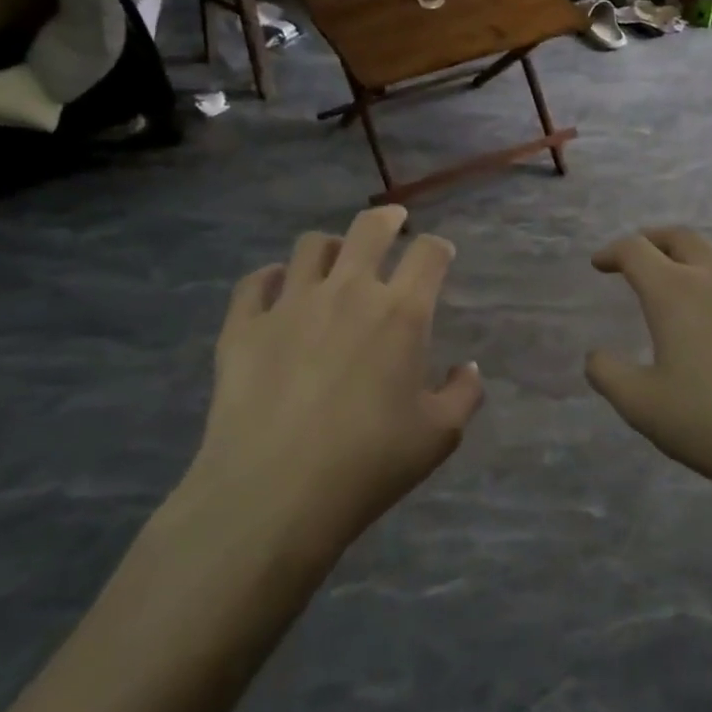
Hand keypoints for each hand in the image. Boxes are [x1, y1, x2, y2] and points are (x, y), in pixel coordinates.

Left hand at [187, 206, 483, 558]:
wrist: (274, 493)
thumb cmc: (369, 463)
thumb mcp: (439, 436)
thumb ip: (463, 394)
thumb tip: (467, 368)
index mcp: (400, 312)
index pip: (428, 254)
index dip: (438, 248)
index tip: (439, 255)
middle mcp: (347, 291)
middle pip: (369, 229)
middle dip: (387, 218)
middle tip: (392, 221)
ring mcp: (289, 304)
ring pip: (310, 246)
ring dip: (330, 247)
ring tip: (334, 261)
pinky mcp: (243, 325)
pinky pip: (256, 281)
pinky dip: (271, 278)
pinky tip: (276, 290)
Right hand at [585, 227, 711, 508]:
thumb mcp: (644, 407)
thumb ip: (608, 375)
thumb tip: (596, 356)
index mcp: (676, 291)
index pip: (636, 249)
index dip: (612, 252)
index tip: (599, 265)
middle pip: (679, 236)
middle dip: (651, 240)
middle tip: (635, 258)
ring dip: (688, 259)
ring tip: (675, 285)